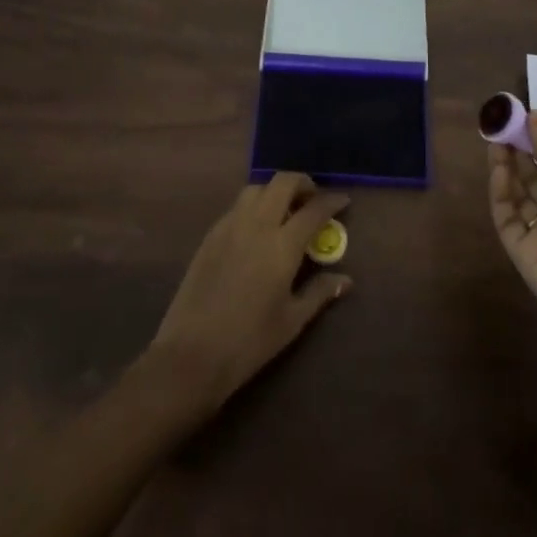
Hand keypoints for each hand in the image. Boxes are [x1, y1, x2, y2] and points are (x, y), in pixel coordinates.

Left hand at [148, 173, 351, 419]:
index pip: (313, 210)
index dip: (331, 201)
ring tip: (285, 212)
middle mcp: (257, 225)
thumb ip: (319, 293)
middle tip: (312, 200)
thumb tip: (345, 279)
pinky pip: (237, 206)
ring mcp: (230, 226)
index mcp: (282, 245)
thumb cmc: (249, 342)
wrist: (191, 354)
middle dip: (302, 183)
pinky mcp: (211, 235)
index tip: (343, 200)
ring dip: (275, 191)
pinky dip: (254, 206)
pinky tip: (257, 229)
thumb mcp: (291, 321)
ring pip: (257, 189)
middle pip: (282, 182)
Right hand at [490, 109, 536, 356]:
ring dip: (506, 167)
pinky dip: (500, 193)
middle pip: (533, 176)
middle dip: (517, 150)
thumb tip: (535, 116)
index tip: (518, 115)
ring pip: (517, 194)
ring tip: (495, 141)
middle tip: (499, 124)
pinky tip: (498, 170)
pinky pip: (507, 219)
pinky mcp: (522, 253)